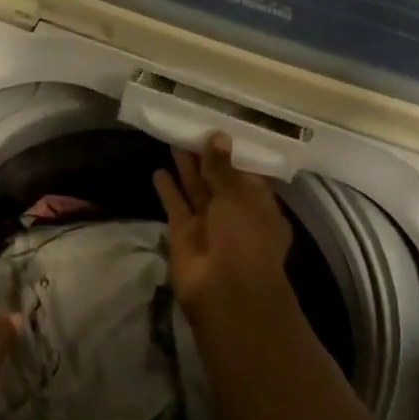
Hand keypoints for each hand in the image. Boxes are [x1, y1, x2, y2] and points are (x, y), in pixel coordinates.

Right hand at [153, 134, 293, 325]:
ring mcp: (208, 226)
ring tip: (173, 140)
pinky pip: (176, 207)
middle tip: (191, 129)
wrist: (225, 290)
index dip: (234, 155)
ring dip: (186, 169)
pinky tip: (158, 170)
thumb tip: (218, 136)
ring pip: (196, 191)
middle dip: (206, 159)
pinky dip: (168, 190)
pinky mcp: (183, 235)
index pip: (248, 175)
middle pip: (219, 181)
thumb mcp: (238, 197)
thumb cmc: (245, 239)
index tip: (220, 130)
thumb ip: (223, 167)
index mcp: (260, 207)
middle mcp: (235, 216)